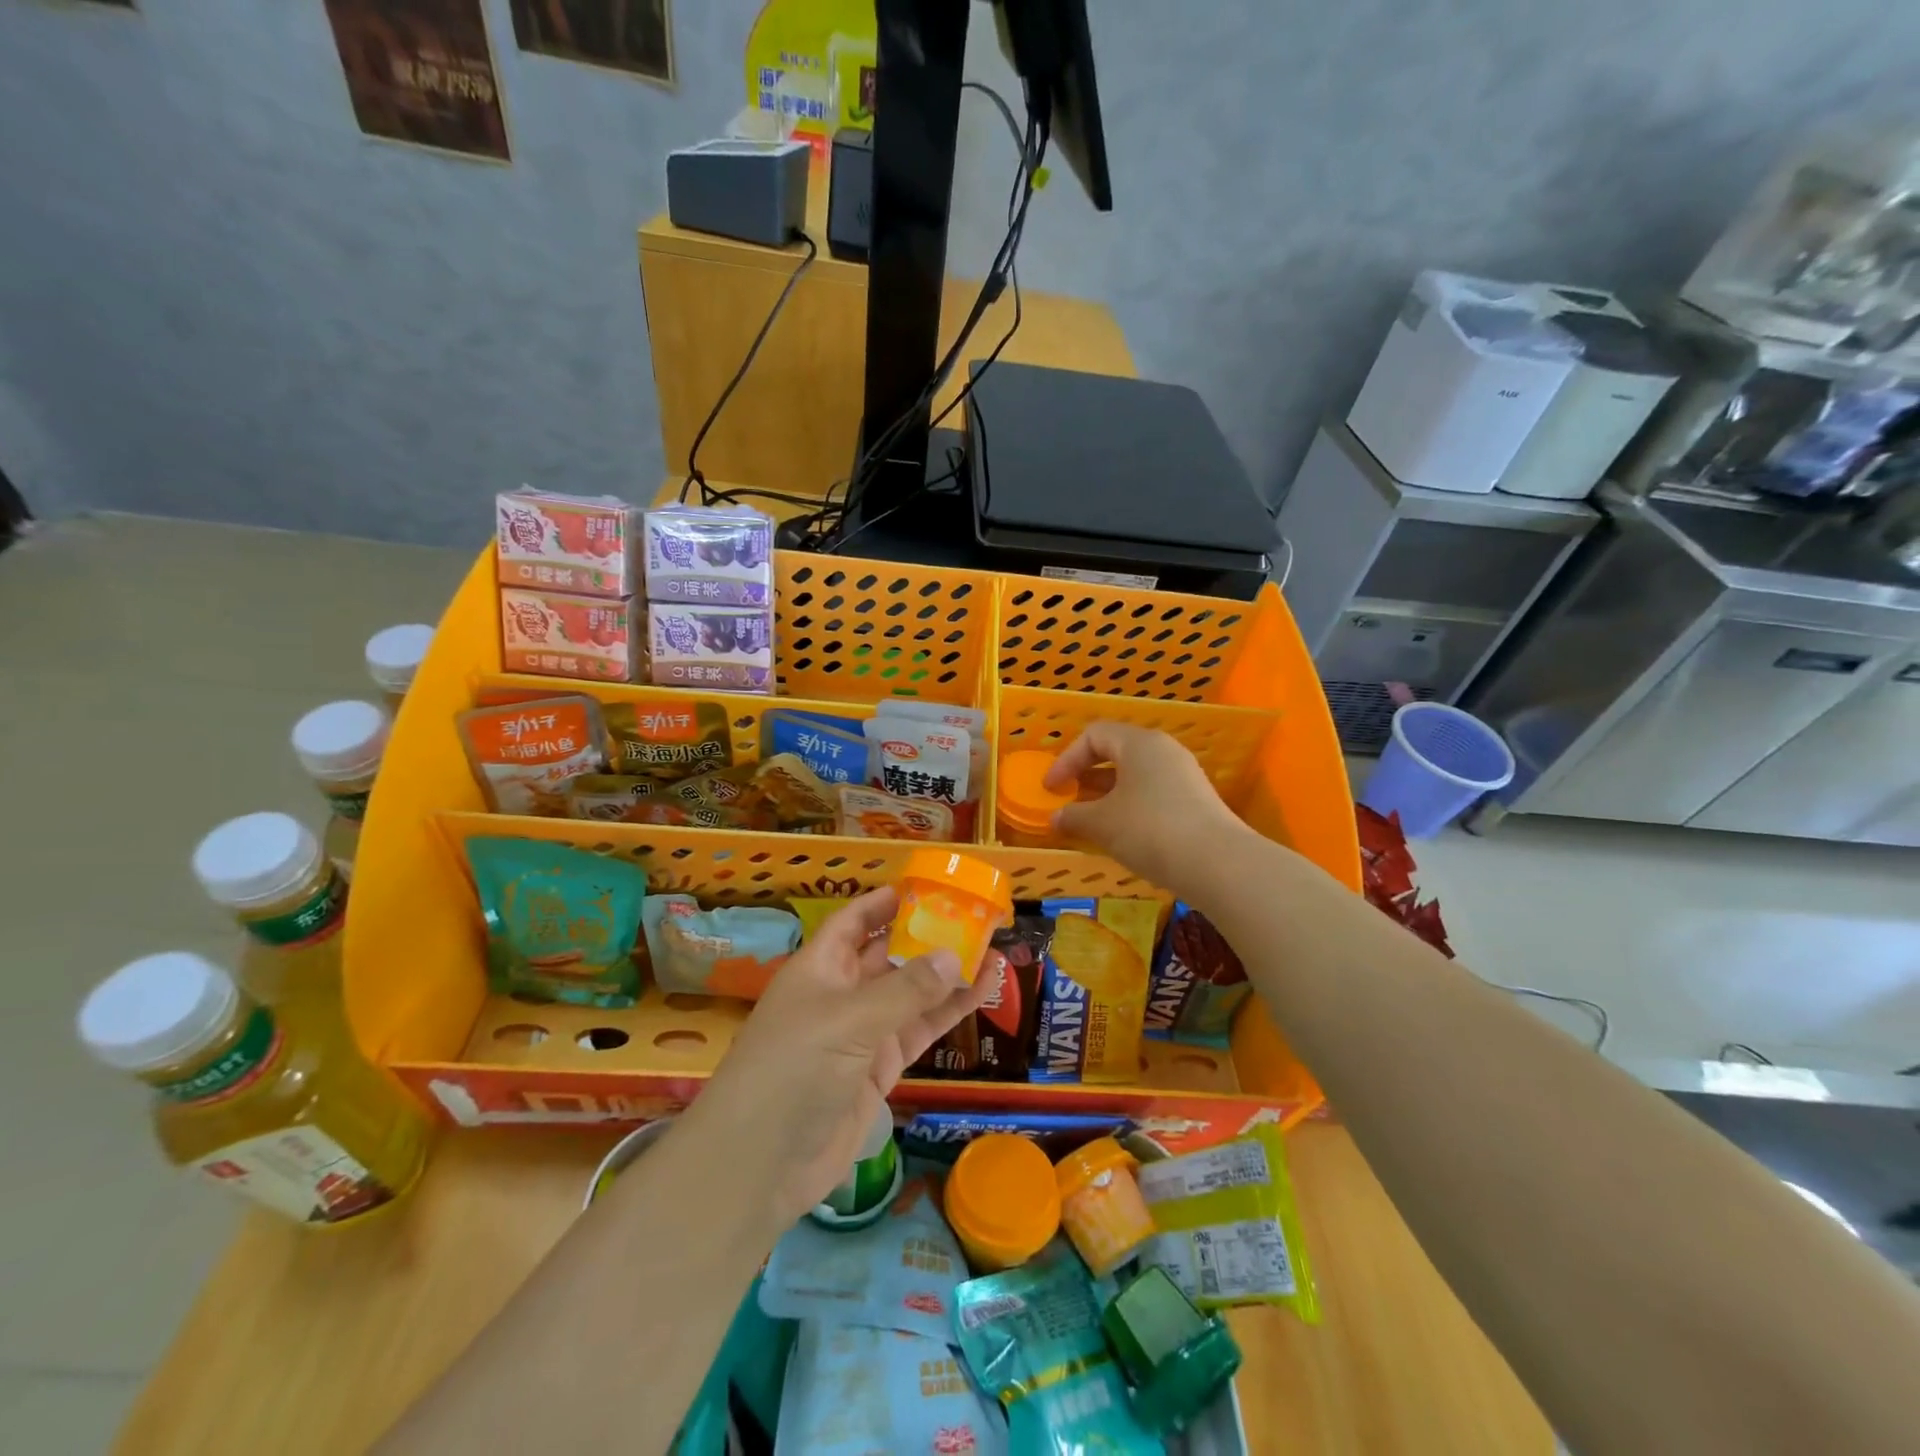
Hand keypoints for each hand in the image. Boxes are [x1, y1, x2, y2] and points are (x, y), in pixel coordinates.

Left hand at [688, 887, 990, 1228]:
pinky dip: (948, 1013)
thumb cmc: (794, 1070)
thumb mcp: (848, 1021)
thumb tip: (954, 954)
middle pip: (889, 955)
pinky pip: (919, 1030)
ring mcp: (862, 1034)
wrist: (762, 1165)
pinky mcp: (879, 1069)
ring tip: (993, 952)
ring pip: (911, 994)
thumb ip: (905, 990)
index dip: (883, 903)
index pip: (853, 922)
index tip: (924, 888)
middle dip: (927, 937)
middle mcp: (841, 994)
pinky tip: (981, 993)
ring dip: (947, 975)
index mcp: (819, 968)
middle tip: (975, 919)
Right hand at [1044, 721, 1248, 899]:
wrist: (1218, 864)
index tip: (1052, 789)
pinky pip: (1153, 794)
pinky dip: (1130, 808)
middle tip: (1069, 801)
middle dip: (1086, 776)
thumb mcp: (1102, 823)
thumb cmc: (1150, 830)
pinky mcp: (1196, 801)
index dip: (1066, 759)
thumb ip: (1073, 816)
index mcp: (1139, 743)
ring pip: (1136, 776)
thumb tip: (1055, 818)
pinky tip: (1123, 835)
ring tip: (1091, 822)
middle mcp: (1164, 751)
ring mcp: (1184, 775)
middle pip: (1116, 752)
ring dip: (1108, 795)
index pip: (1094, 735)